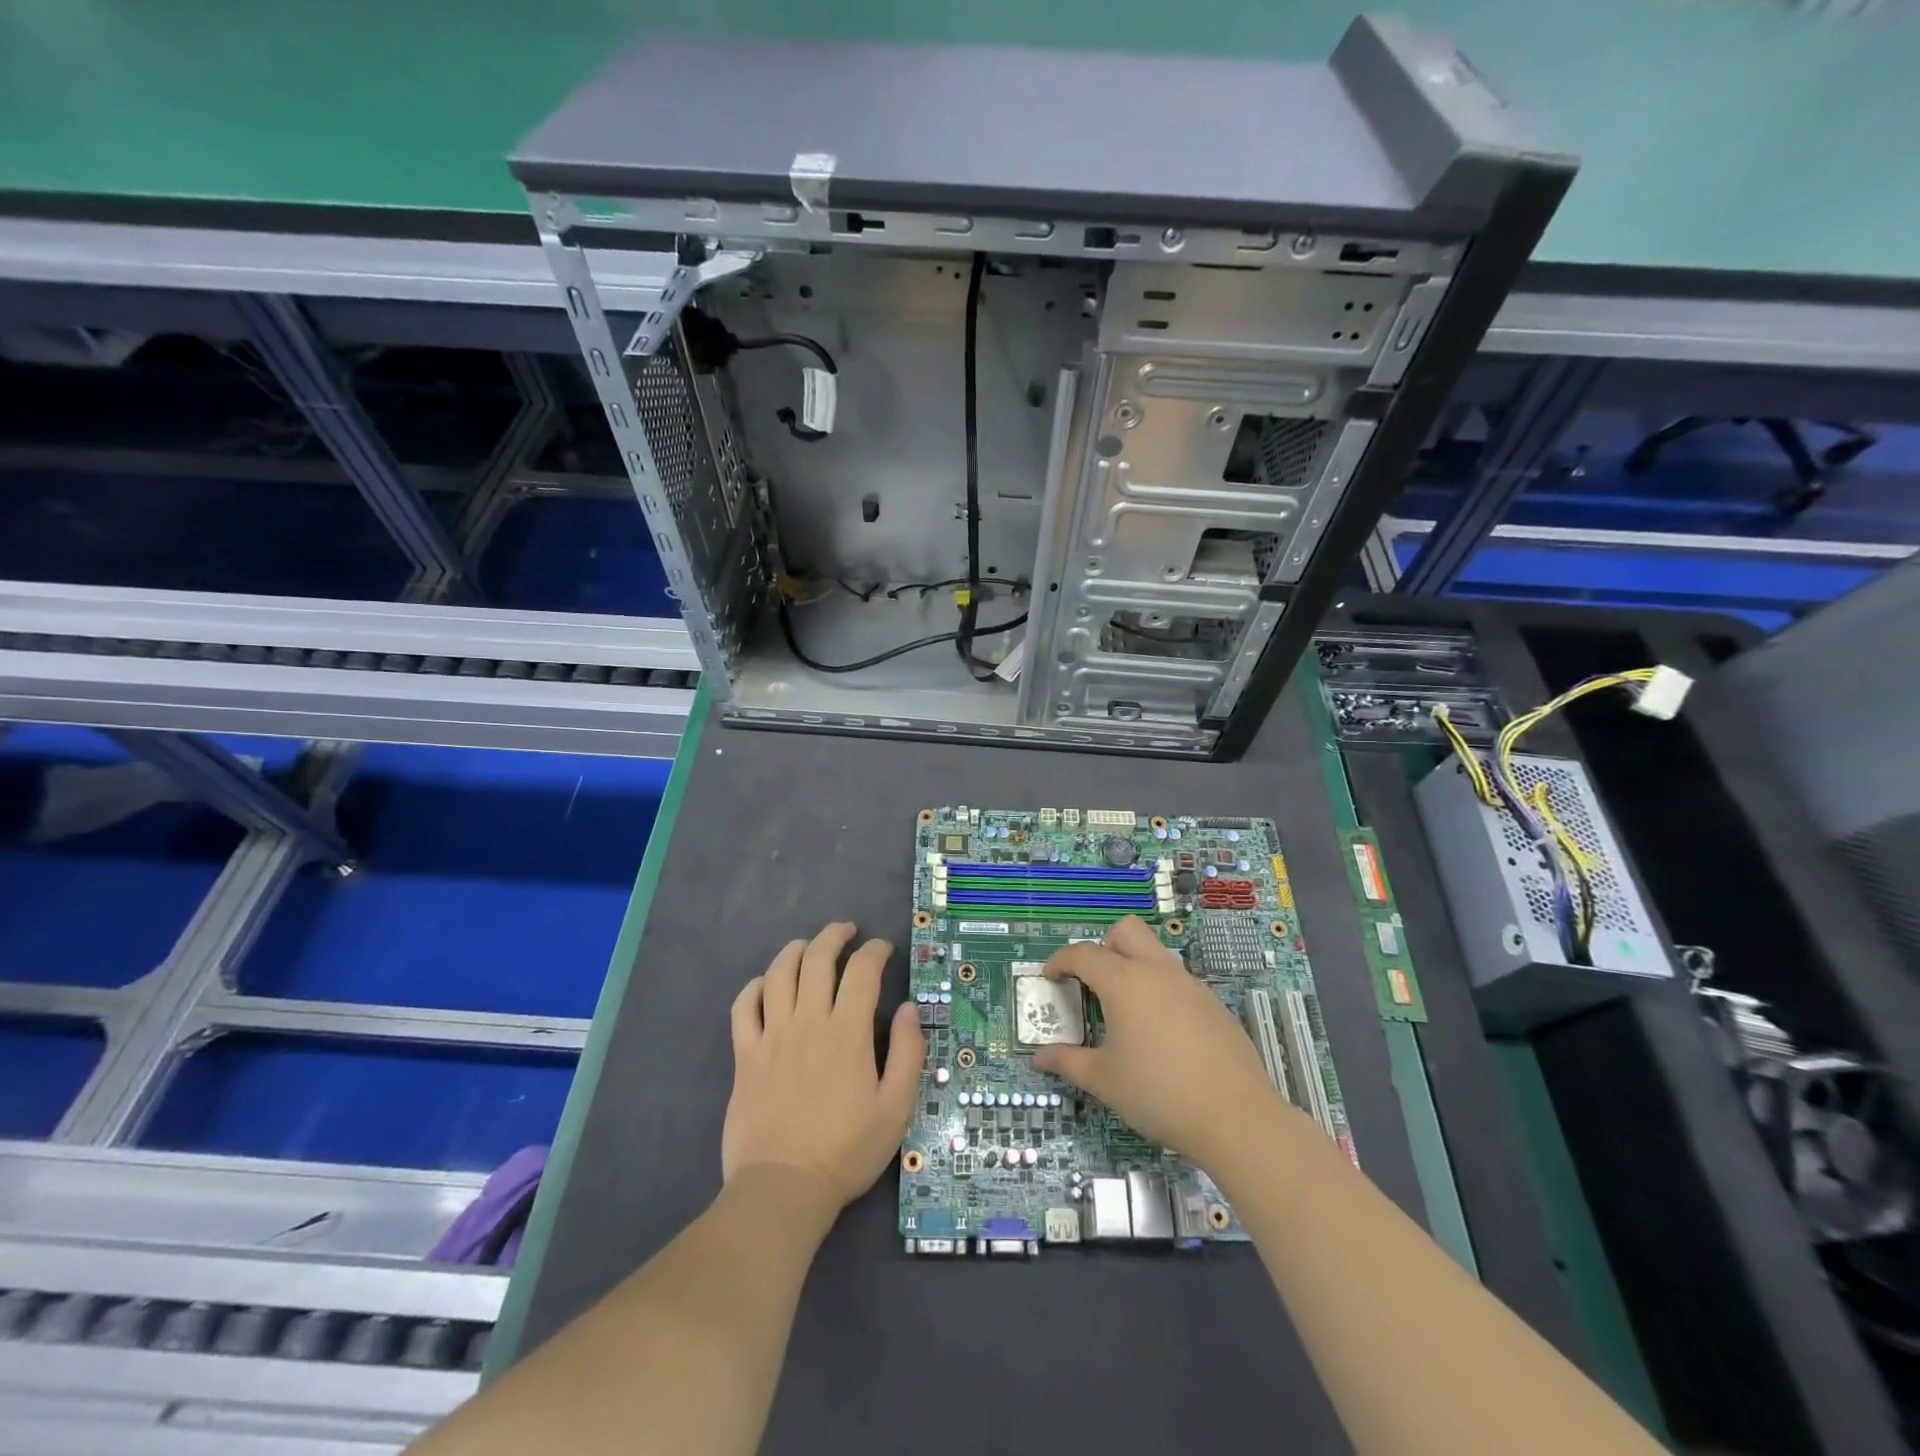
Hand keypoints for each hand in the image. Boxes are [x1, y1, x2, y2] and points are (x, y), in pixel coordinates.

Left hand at [723, 923, 926, 1208]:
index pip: (862, 971)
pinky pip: (743, 1006)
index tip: (884, 949)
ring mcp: (772, 1036)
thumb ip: (908, 1053)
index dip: (876, 951)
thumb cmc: (846, 1150)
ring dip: (796, 950)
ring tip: (809, 946)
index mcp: (847, 1032)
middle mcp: (808, 1021)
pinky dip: (754, 986)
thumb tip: (911, 1008)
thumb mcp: (896, 1108)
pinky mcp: (745, 1055)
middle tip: (847, 931)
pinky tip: (766, 984)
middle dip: (835, 935)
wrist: (783, 1189)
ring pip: (778, 973)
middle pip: (817, 958)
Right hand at [1034, 916, 1284, 1170]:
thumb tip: (1038, 1057)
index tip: (1050, 977)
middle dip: (1104, 945)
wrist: (1236, 1118)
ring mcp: (1191, 985)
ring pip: (1156, 954)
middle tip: (1093, 981)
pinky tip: (1163, 1035)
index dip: (1061, 961)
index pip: (1084, 954)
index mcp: (1125, 982)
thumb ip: (1068, 1062)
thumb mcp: (1104, 1081)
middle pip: (1127, 931)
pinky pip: (1178, 982)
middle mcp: (1158, 972)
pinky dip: (1161, 992)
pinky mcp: (1214, 1005)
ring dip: (1134, 968)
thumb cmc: (1159, 1094)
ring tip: (1127, 1013)